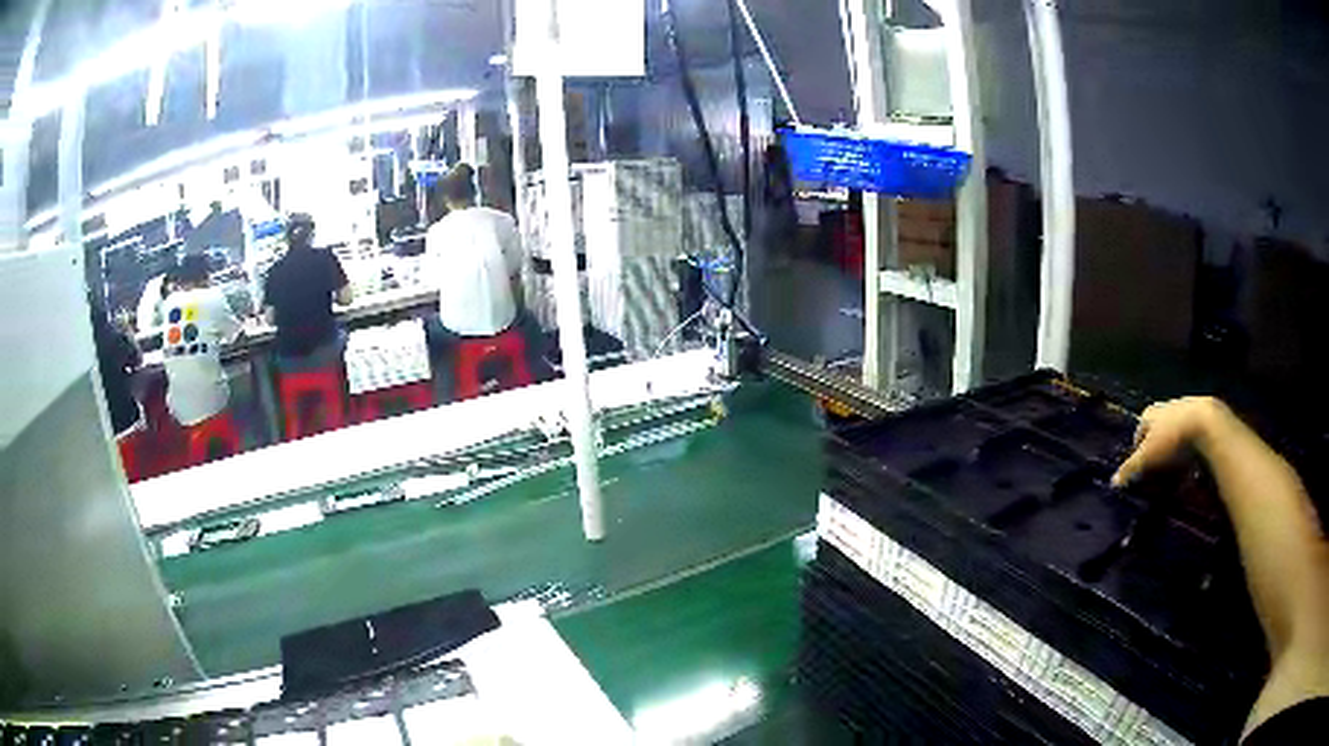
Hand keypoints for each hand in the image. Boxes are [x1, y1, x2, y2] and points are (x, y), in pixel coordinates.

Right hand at [1111, 397, 1226, 487]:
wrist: (1205, 424)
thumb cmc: (1171, 439)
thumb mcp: (1146, 458)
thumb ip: (1130, 469)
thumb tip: (1112, 482)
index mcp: (1148, 414)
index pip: (1138, 435)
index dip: (1138, 454)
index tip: (1143, 472)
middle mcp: (1164, 407)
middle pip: (1156, 433)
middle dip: (1157, 452)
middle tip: (1159, 474)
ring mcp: (1183, 408)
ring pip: (1173, 433)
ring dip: (1173, 450)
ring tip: (1177, 471)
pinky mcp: (1199, 414)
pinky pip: (1189, 434)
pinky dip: (1188, 447)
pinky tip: (1191, 461)